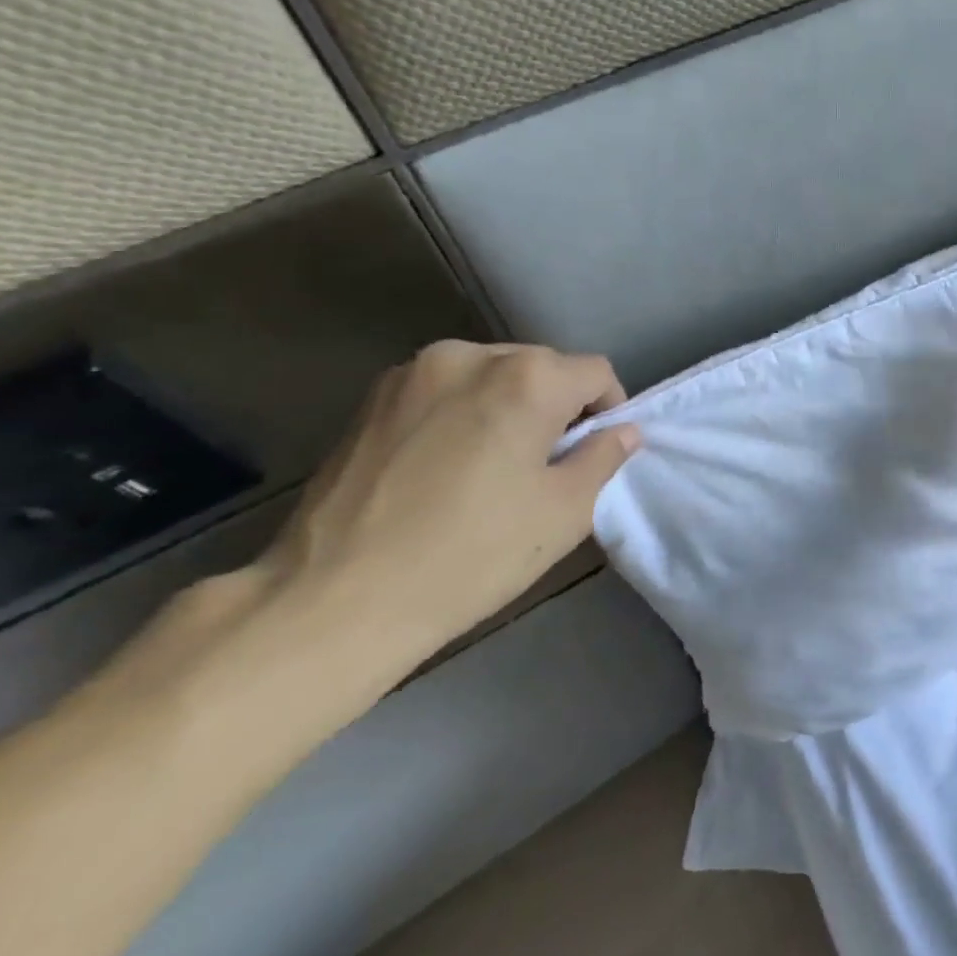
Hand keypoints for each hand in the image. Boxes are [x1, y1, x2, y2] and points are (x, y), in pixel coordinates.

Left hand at [105, 342, 639, 738]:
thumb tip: (623, 432)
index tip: (597, 454)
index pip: (595, 372)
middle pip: (541, 367)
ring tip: (495, 466)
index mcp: (526, 378)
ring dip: (509, 407)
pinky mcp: (370, 398)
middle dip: (558, 406)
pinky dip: (463, 413)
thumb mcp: (564, 513)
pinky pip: (443, 391)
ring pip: (490, 375)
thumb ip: (604, 459)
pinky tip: (447, 467)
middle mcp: (469, 356)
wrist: (333, 599)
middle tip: (549, 465)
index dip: (610, 410)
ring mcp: (411, 372)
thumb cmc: (470, 555)